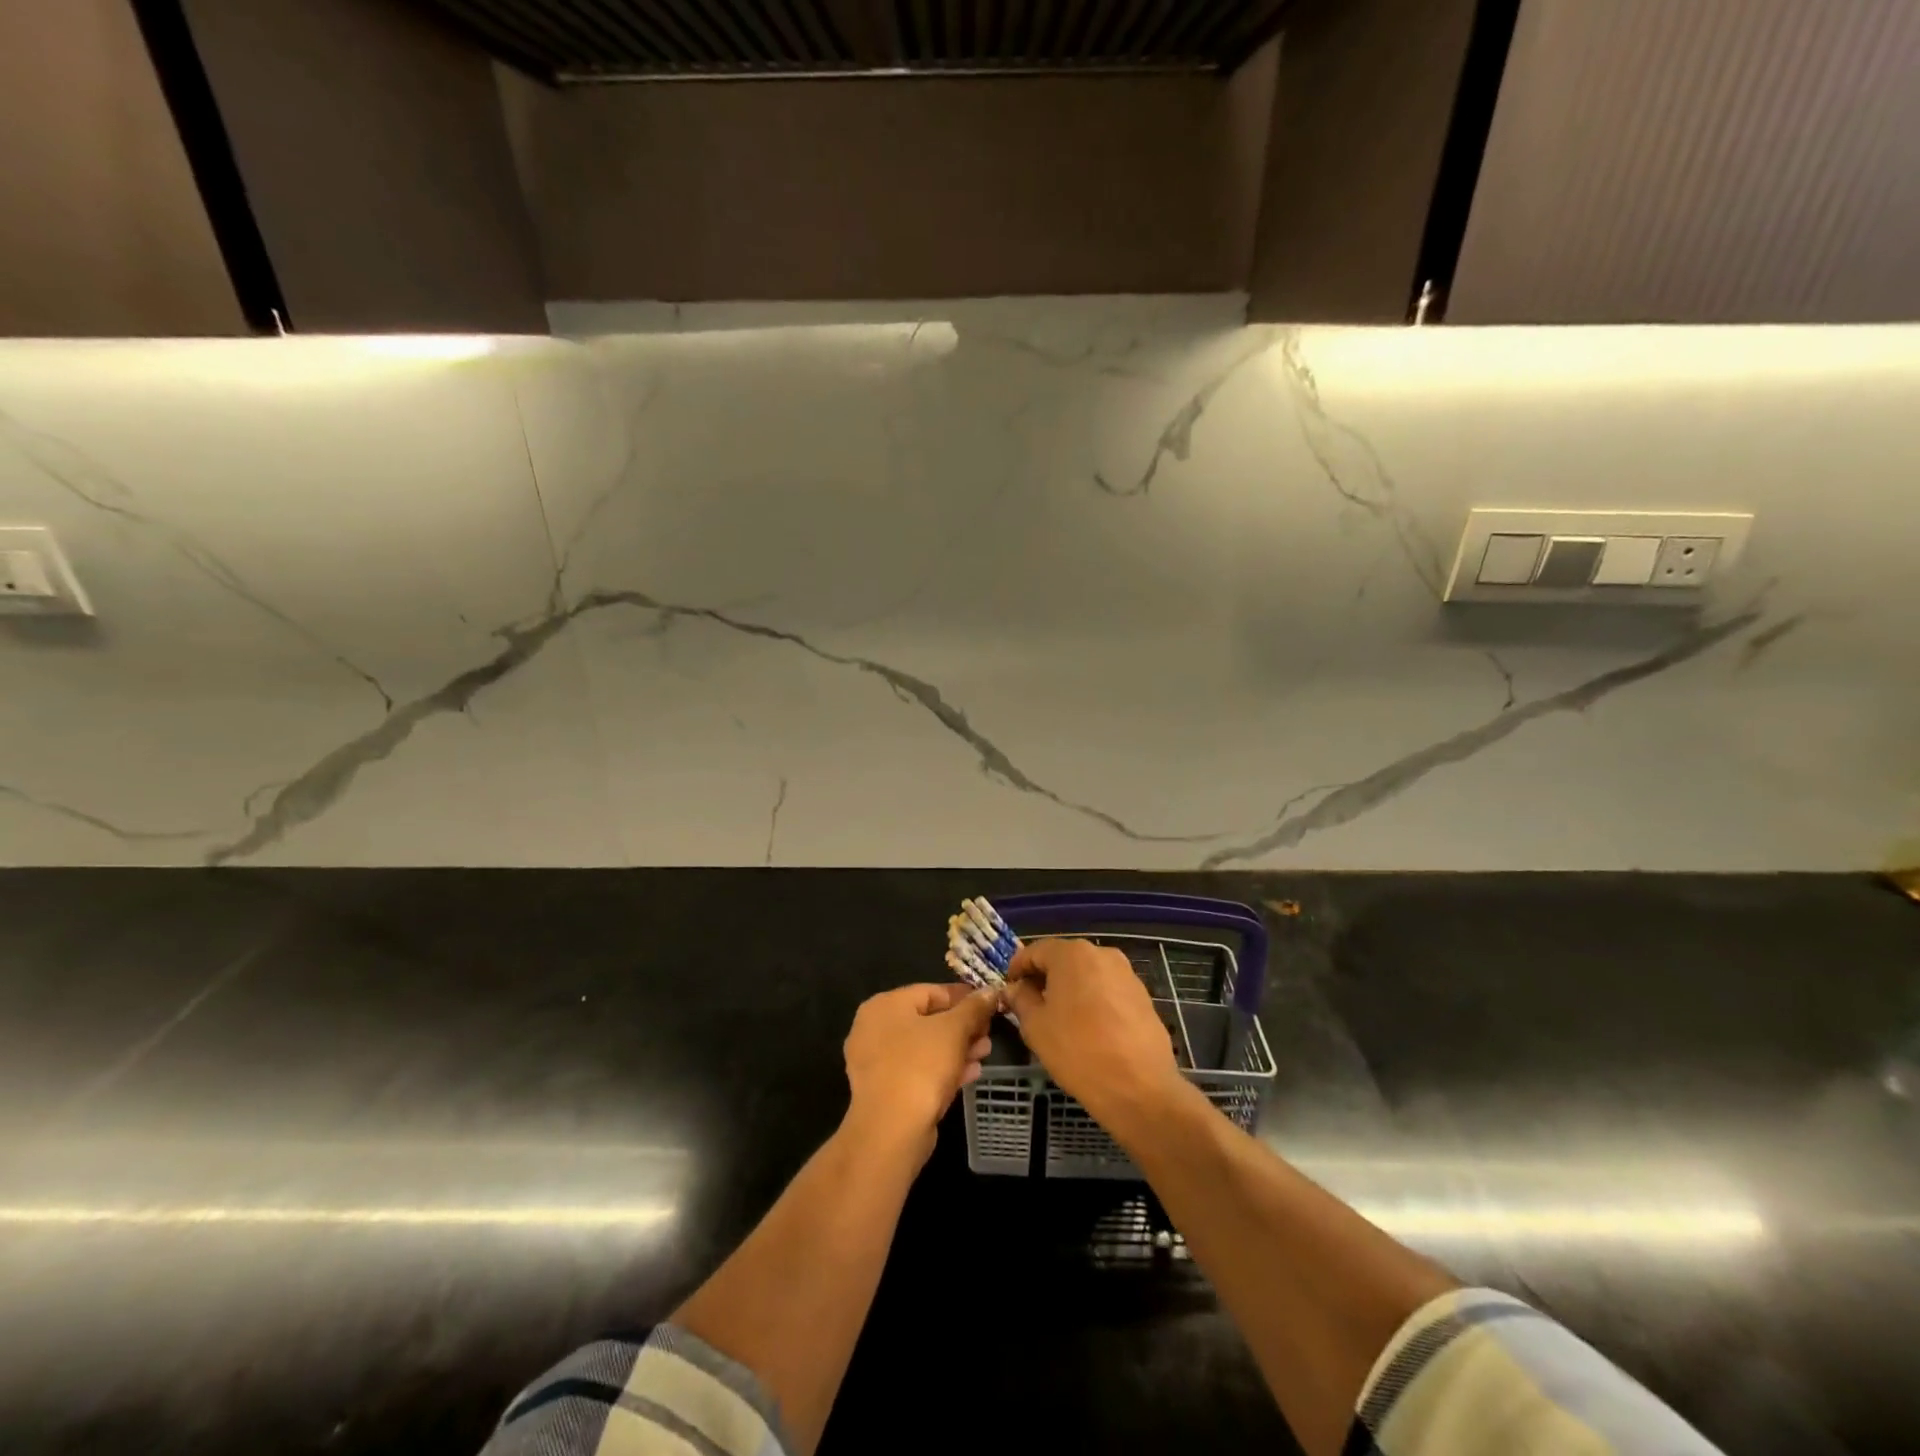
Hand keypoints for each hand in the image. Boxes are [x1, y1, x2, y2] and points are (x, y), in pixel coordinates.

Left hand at [842, 983, 995, 1163]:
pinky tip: (971, 1073)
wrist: (891, 1131)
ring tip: (985, 1052)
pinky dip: (944, 1068)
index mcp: (885, 1005)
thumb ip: (973, 1008)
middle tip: (989, 1032)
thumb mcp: (953, 1030)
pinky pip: (919, 1070)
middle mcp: (875, 1028)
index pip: (930, 991)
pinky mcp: (885, 1090)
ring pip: (925, 1047)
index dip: (963, 997)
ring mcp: (877, 1062)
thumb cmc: (921, 1067)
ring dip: (957, 1048)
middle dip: (963, 1026)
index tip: (989, 1005)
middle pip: (928, 1019)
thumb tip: (990, 991)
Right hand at [1005, 939, 1184, 1128]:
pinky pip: (1107, 990)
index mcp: (1072, 954)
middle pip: (1063, 959)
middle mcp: (1102, 954)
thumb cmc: (1078, 1051)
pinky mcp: (1142, 996)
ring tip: (1059, 1019)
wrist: (1140, 1088)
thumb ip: (1020, 1000)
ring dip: (1070, 989)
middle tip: (1030, 1005)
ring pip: (1087, 975)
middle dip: (1044, 978)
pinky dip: (1092, 1001)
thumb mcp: (1036, 1027)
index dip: (1018, 969)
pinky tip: (1088, 1029)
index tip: (1009, 990)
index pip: (1035, 951)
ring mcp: (1126, 974)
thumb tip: (1014, 989)